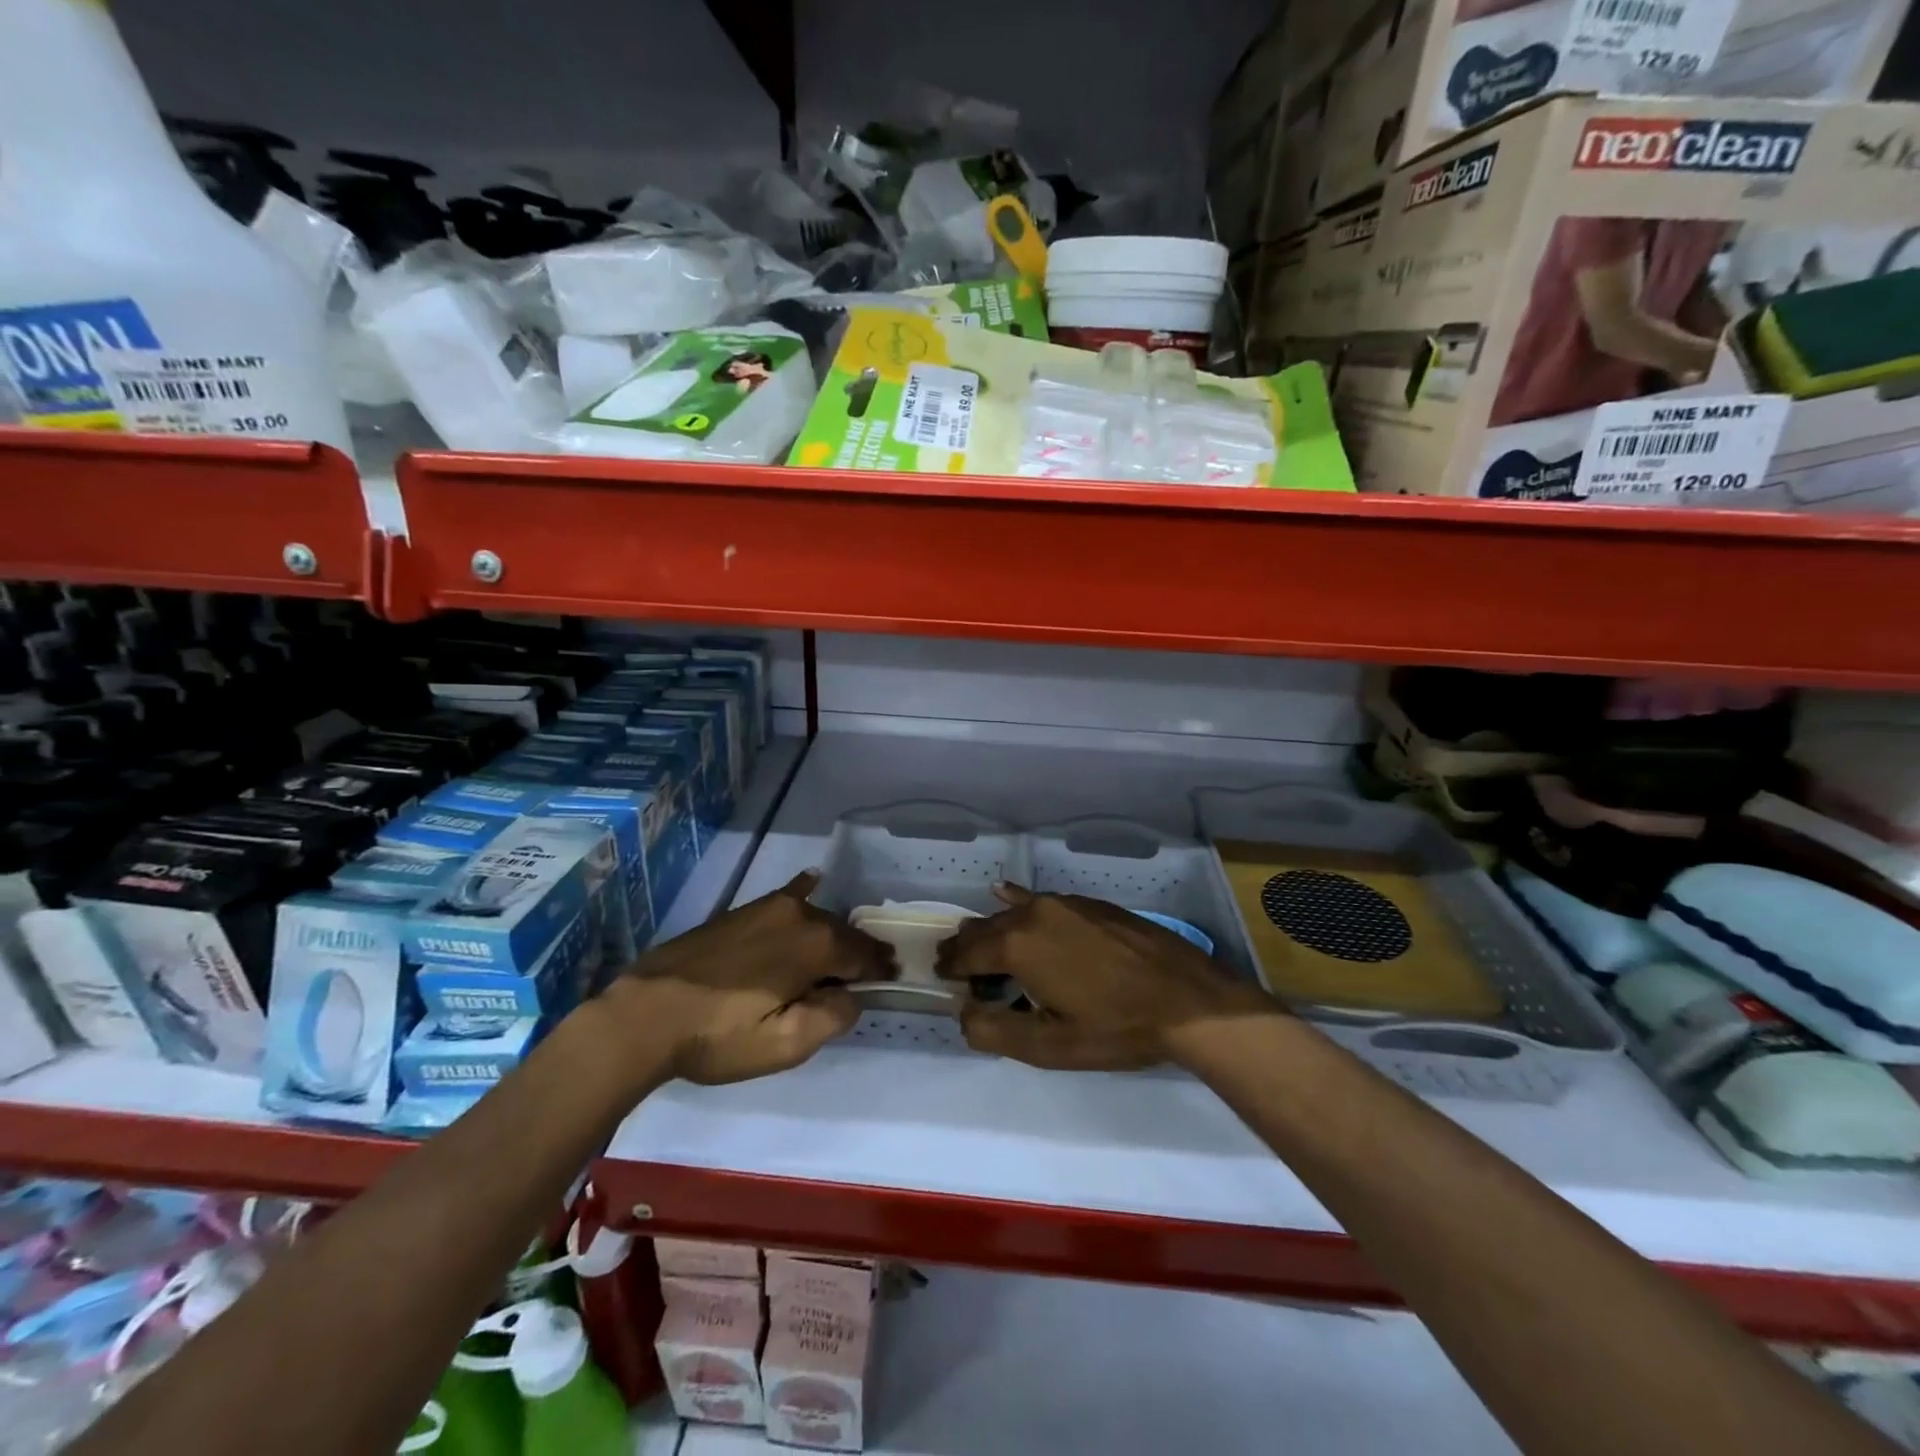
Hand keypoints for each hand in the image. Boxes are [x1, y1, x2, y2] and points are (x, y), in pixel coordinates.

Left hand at [611, 872, 888, 1084]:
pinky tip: (812, 882)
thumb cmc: (718, 1035)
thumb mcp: (784, 1045)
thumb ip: (832, 1017)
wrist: (646, 1013)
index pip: (865, 954)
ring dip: (833, 935)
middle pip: (843, 933)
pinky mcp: (743, 910)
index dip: (880, 968)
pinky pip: (788, 897)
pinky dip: (805, 893)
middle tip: (867, 974)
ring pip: (817, 918)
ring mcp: (768, 907)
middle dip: (858, 952)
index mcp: (816, 945)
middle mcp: (799, 915)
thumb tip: (852, 995)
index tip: (892, 978)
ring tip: (837, 956)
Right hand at [937, 885, 1280, 1070]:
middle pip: (986, 928)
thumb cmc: (1116, 1028)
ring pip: (1013, 912)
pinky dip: (1018, 902)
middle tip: (953, 961)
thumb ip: (995, 1031)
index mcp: (1018, 947)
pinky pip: (1040, 899)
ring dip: (992, 928)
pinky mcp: (1089, 903)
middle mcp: (1034, 914)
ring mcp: (1065, 903)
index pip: (968, 953)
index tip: (940, 975)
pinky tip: (1006, 894)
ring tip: (979, 940)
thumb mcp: (1051, 1047)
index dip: (951, 966)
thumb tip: (963, 1013)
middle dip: (966, 945)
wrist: (1187, 998)